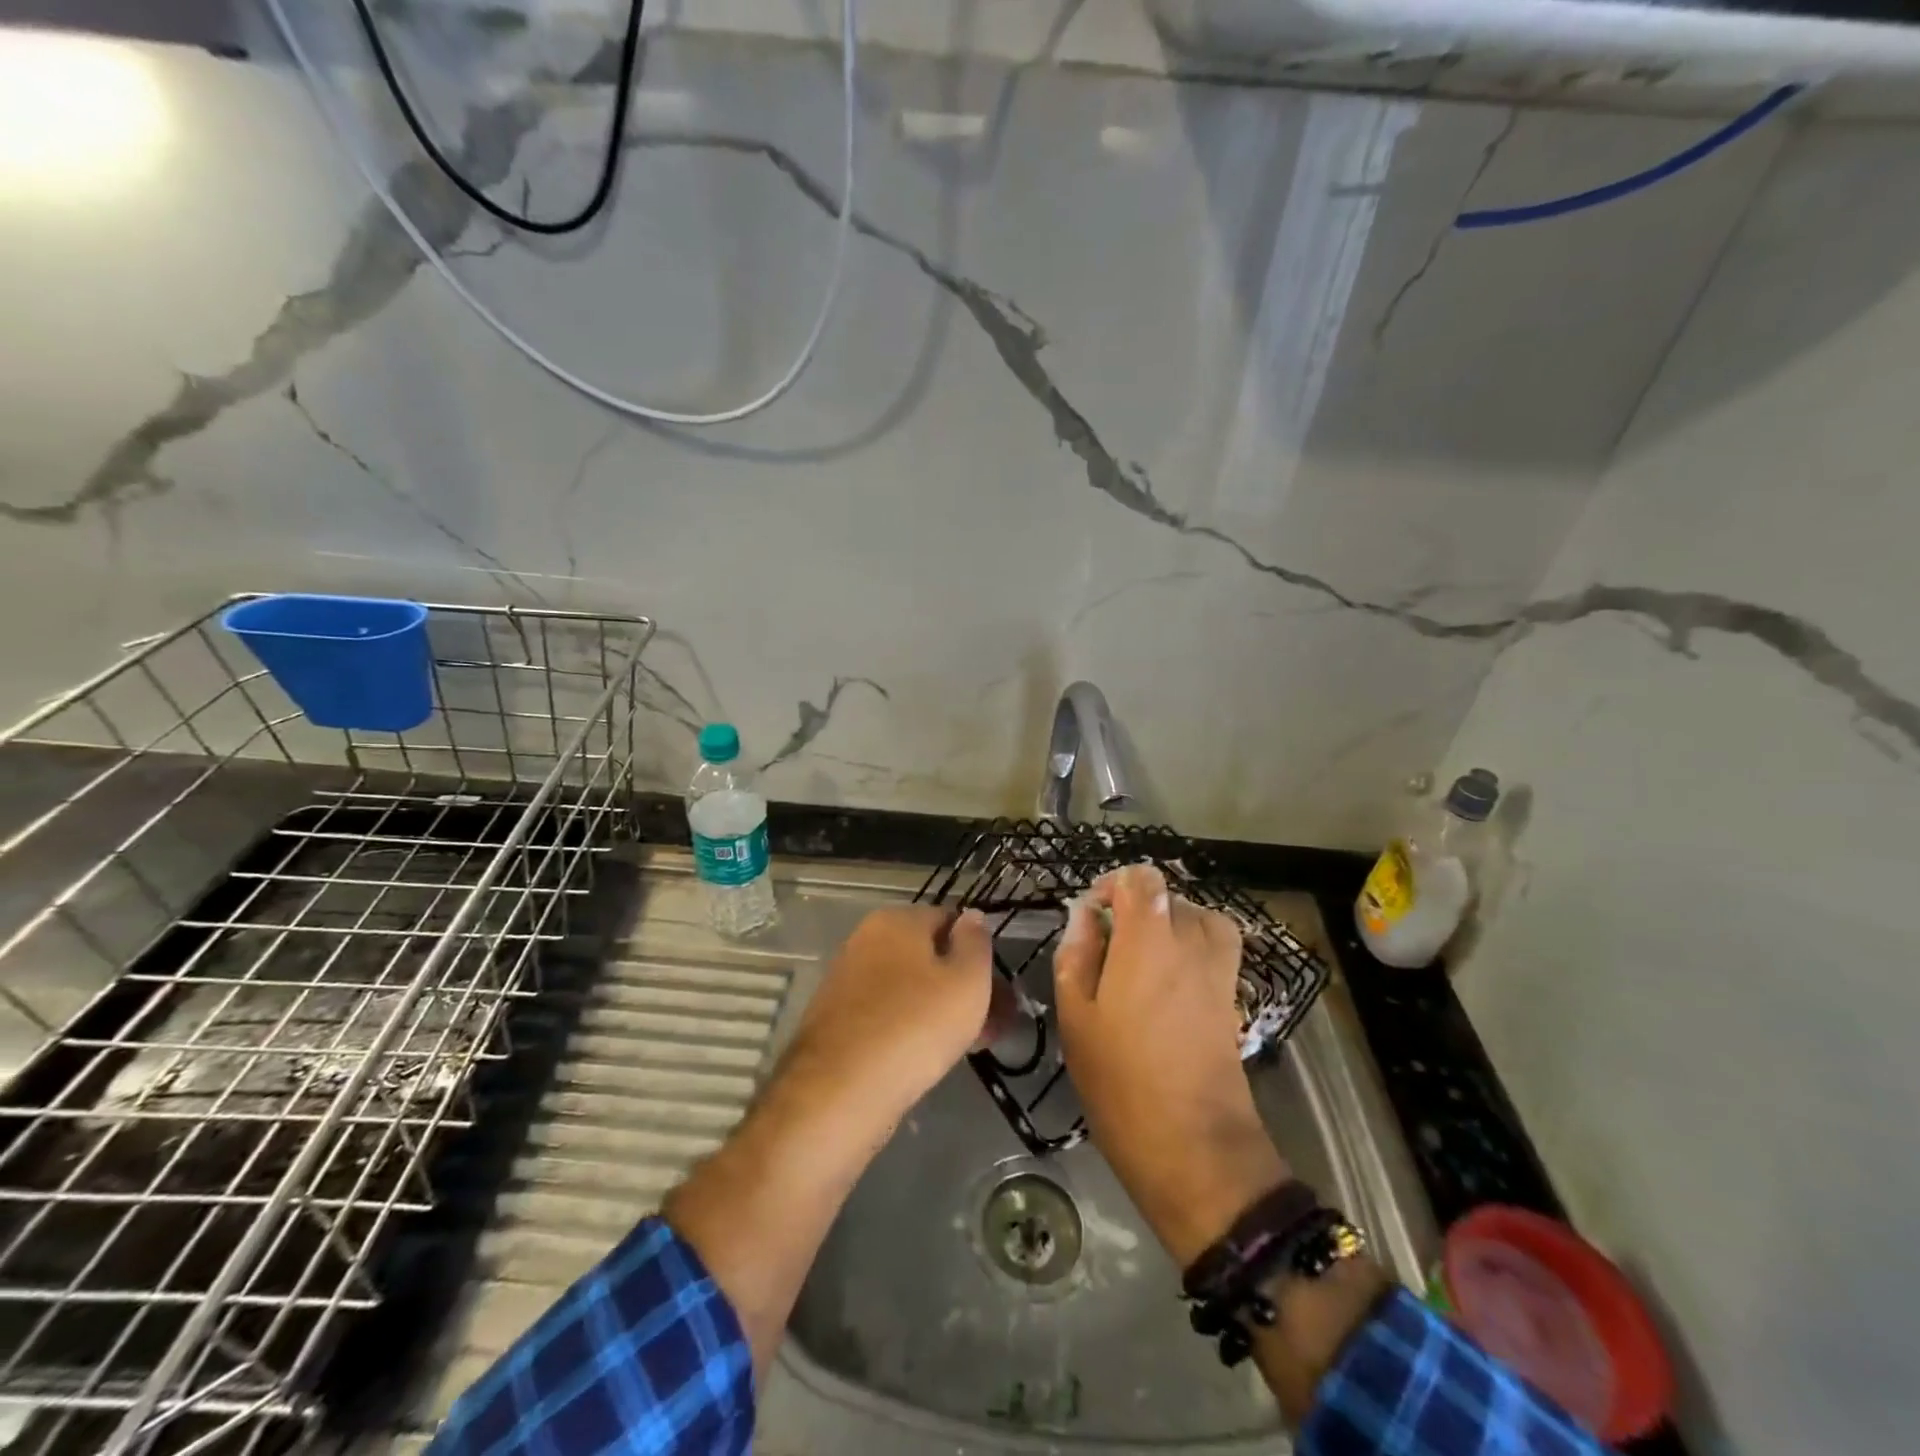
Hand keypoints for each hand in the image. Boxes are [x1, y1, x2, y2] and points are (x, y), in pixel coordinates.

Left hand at [786, 906, 993, 1114]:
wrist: (838, 1091)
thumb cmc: (914, 1026)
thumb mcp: (967, 981)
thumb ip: (976, 943)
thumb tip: (972, 916)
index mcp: (896, 920)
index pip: (950, 921)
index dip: (979, 953)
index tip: (1000, 991)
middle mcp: (866, 940)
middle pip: (929, 957)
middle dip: (963, 987)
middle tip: (993, 1026)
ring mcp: (847, 980)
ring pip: (909, 988)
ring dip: (941, 1011)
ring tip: (968, 1047)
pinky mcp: (836, 1019)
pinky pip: (887, 1014)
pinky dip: (911, 1028)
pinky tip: (927, 1058)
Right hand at [1053, 864, 1288, 1265]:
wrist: (1193, 1146)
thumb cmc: (1120, 1080)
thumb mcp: (1076, 1015)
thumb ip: (1077, 954)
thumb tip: (1086, 916)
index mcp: (1148, 940)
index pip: (1142, 878)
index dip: (1114, 883)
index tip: (1093, 913)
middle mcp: (1190, 943)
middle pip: (1169, 896)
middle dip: (1137, 907)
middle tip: (1108, 944)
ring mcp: (1219, 971)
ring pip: (1199, 918)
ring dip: (1171, 923)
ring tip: (1143, 954)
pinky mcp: (1233, 998)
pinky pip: (1216, 948)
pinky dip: (1194, 947)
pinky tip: (1169, 981)